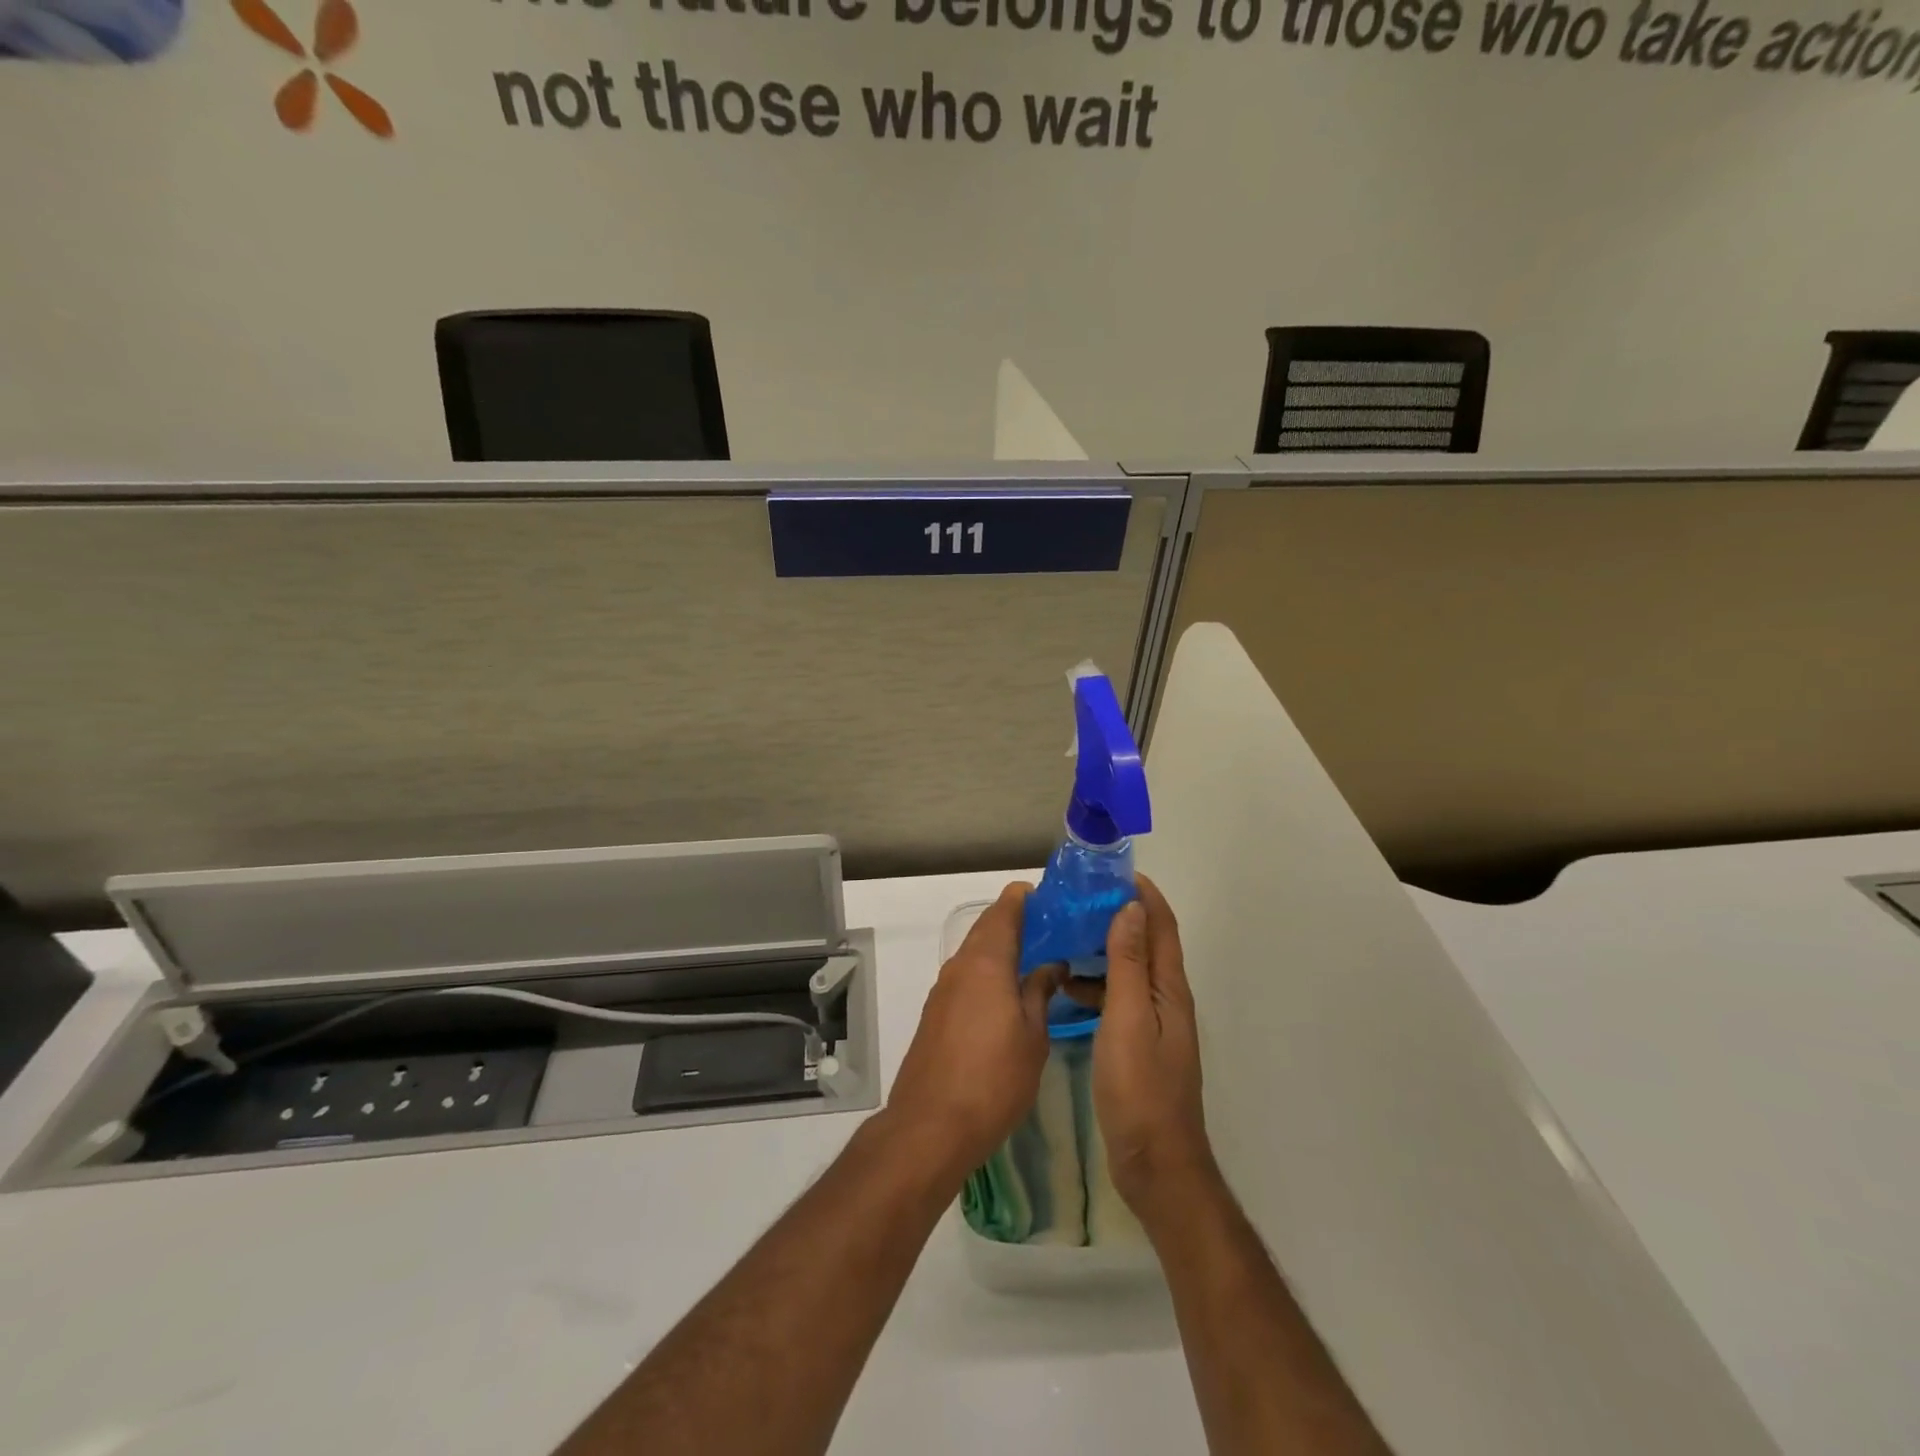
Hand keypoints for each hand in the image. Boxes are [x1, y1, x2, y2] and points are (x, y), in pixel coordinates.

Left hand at [884, 882, 1058, 1179]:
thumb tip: (1052, 966)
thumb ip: (1040, 993)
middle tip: (1053, 927)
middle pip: (987, 928)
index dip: (1025, 898)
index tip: (1051, 897)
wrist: (931, 1125)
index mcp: (985, 962)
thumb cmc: (993, 1079)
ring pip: (975, 953)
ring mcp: (943, 990)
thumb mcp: (1032, 1037)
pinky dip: (988, 971)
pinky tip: (1008, 991)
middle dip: (1016, 921)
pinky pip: (966, 977)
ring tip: (1037, 957)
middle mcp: (959, 966)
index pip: (1004, 910)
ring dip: (1002, 948)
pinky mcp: (935, 1013)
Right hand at [1092, 875, 1216, 1217]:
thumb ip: (1129, 963)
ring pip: (1128, 971)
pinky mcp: (1137, 1043)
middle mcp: (1166, 999)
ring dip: (1103, 948)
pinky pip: (1117, 998)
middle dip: (1118, 914)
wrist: (1154, 1163)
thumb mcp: (1129, 1018)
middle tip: (1077, 899)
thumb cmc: (1140, 1087)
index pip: (1161, 925)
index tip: (1111, 871)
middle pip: (1146, 943)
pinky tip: (1066, 987)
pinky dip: (1095, 984)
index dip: (1143, 893)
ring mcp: (1152, 1023)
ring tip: (1065, 934)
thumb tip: (1130, 908)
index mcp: (1169, 988)